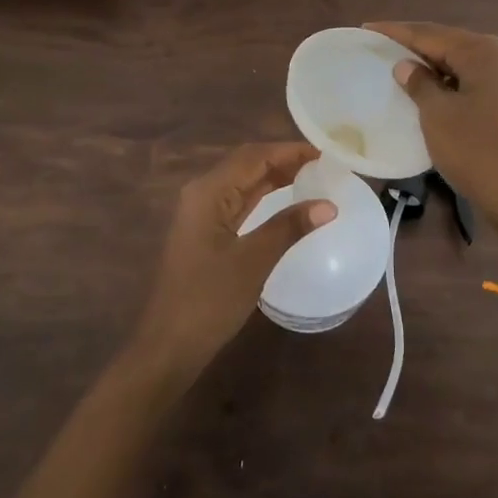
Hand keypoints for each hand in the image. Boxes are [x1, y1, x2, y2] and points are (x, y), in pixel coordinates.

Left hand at [130, 143, 337, 378]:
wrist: (168, 346)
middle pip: (247, 163)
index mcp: (209, 191)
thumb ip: (289, 227)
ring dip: (275, 175)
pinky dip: (264, 195)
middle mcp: (202, 193)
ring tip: (313, 176)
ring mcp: (202, 212)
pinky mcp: (206, 231)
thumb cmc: (209, 301)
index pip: (254, 156)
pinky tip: (286, 200)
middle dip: (284, 159)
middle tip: (323, 164)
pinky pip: (239, 201)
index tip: (326, 153)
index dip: (290, 151)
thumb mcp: (253, 261)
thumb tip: (329, 204)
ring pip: (243, 181)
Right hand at [366, 22, 497, 275]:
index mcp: (485, 52)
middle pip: (453, 46)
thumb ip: (420, 84)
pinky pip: (482, 87)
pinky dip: (457, 87)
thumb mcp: (438, 116)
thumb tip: (408, 65)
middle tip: (384, 49)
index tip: (367, 28)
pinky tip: (440, 98)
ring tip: (407, 73)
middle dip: (418, 48)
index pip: (431, 33)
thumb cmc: (480, 152)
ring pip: (469, 68)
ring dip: (438, 70)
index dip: (396, 32)